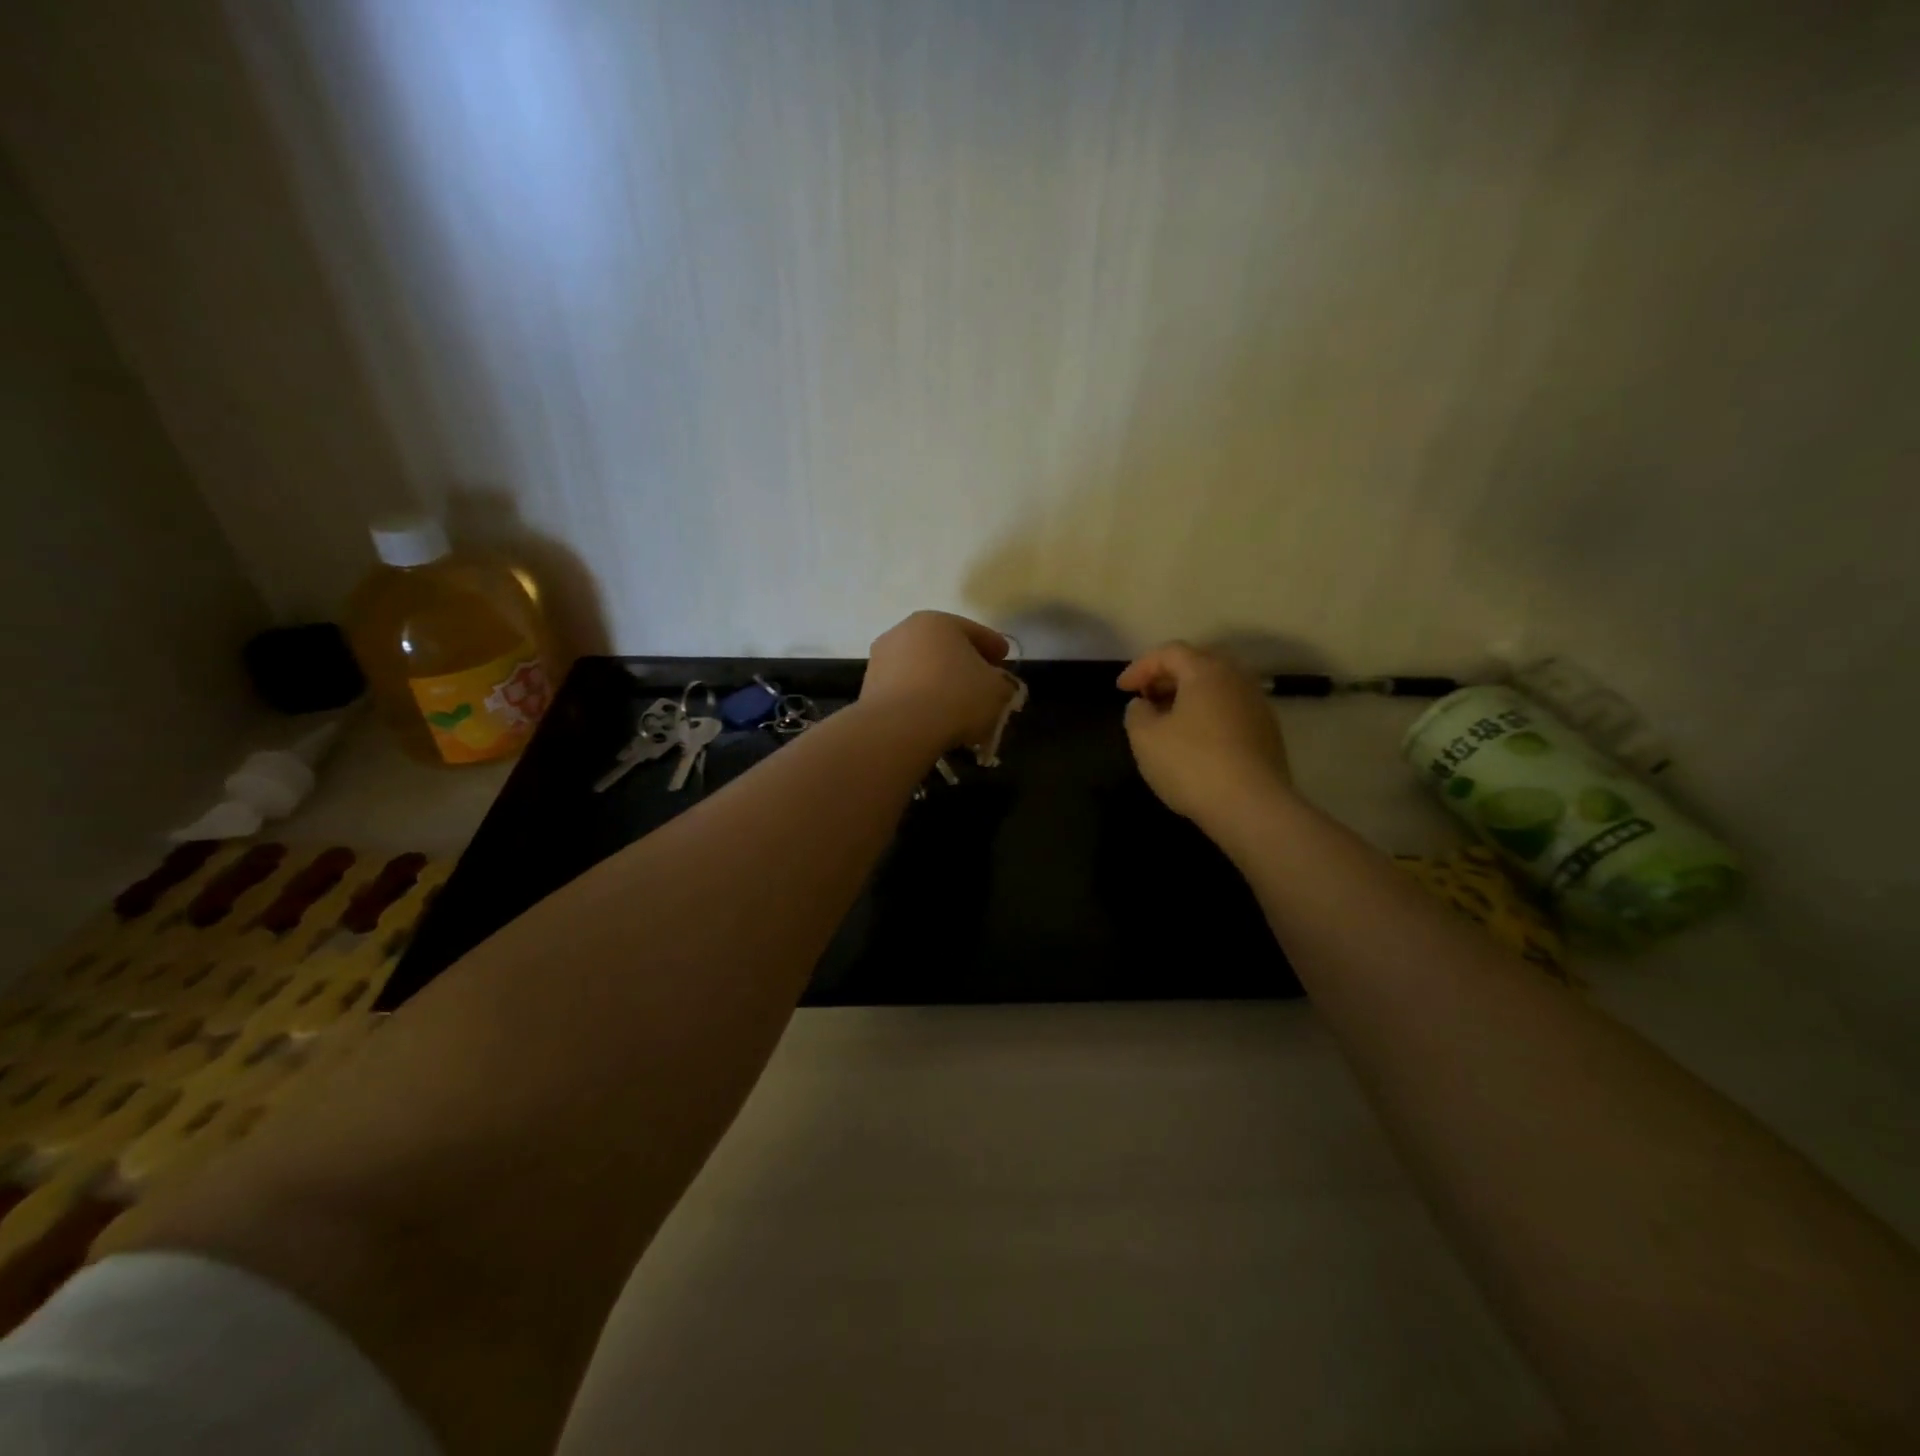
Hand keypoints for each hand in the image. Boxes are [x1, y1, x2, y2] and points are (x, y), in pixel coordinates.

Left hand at [861, 611, 1015, 753]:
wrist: (899, 728)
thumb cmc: (955, 698)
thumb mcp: (997, 691)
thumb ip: (1003, 684)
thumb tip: (997, 685)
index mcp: (938, 622)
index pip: (973, 631)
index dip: (993, 645)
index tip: (1004, 658)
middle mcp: (904, 631)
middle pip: (943, 647)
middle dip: (964, 663)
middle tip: (982, 682)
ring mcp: (881, 659)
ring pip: (921, 668)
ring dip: (939, 682)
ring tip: (957, 706)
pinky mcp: (869, 688)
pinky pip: (905, 690)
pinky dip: (920, 699)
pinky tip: (933, 718)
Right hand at [1118, 643, 1292, 823]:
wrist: (1252, 806)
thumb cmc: (1191, 764)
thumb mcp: (1145, 738)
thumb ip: (1136, 713)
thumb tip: (1144, 704)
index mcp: (1206, 671)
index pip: (1169, 652)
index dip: (1140, 667)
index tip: (1121, 690)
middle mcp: (1237, 679)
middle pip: (1198, 664)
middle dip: (1168, 677)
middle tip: (1146, 697)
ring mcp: (1258, 705)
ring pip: (1217, 688)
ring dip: (1189, 697)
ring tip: (1168, 720)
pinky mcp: (1268, 733)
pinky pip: (1231, 710)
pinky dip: (1208, 715)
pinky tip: (1195, 741)